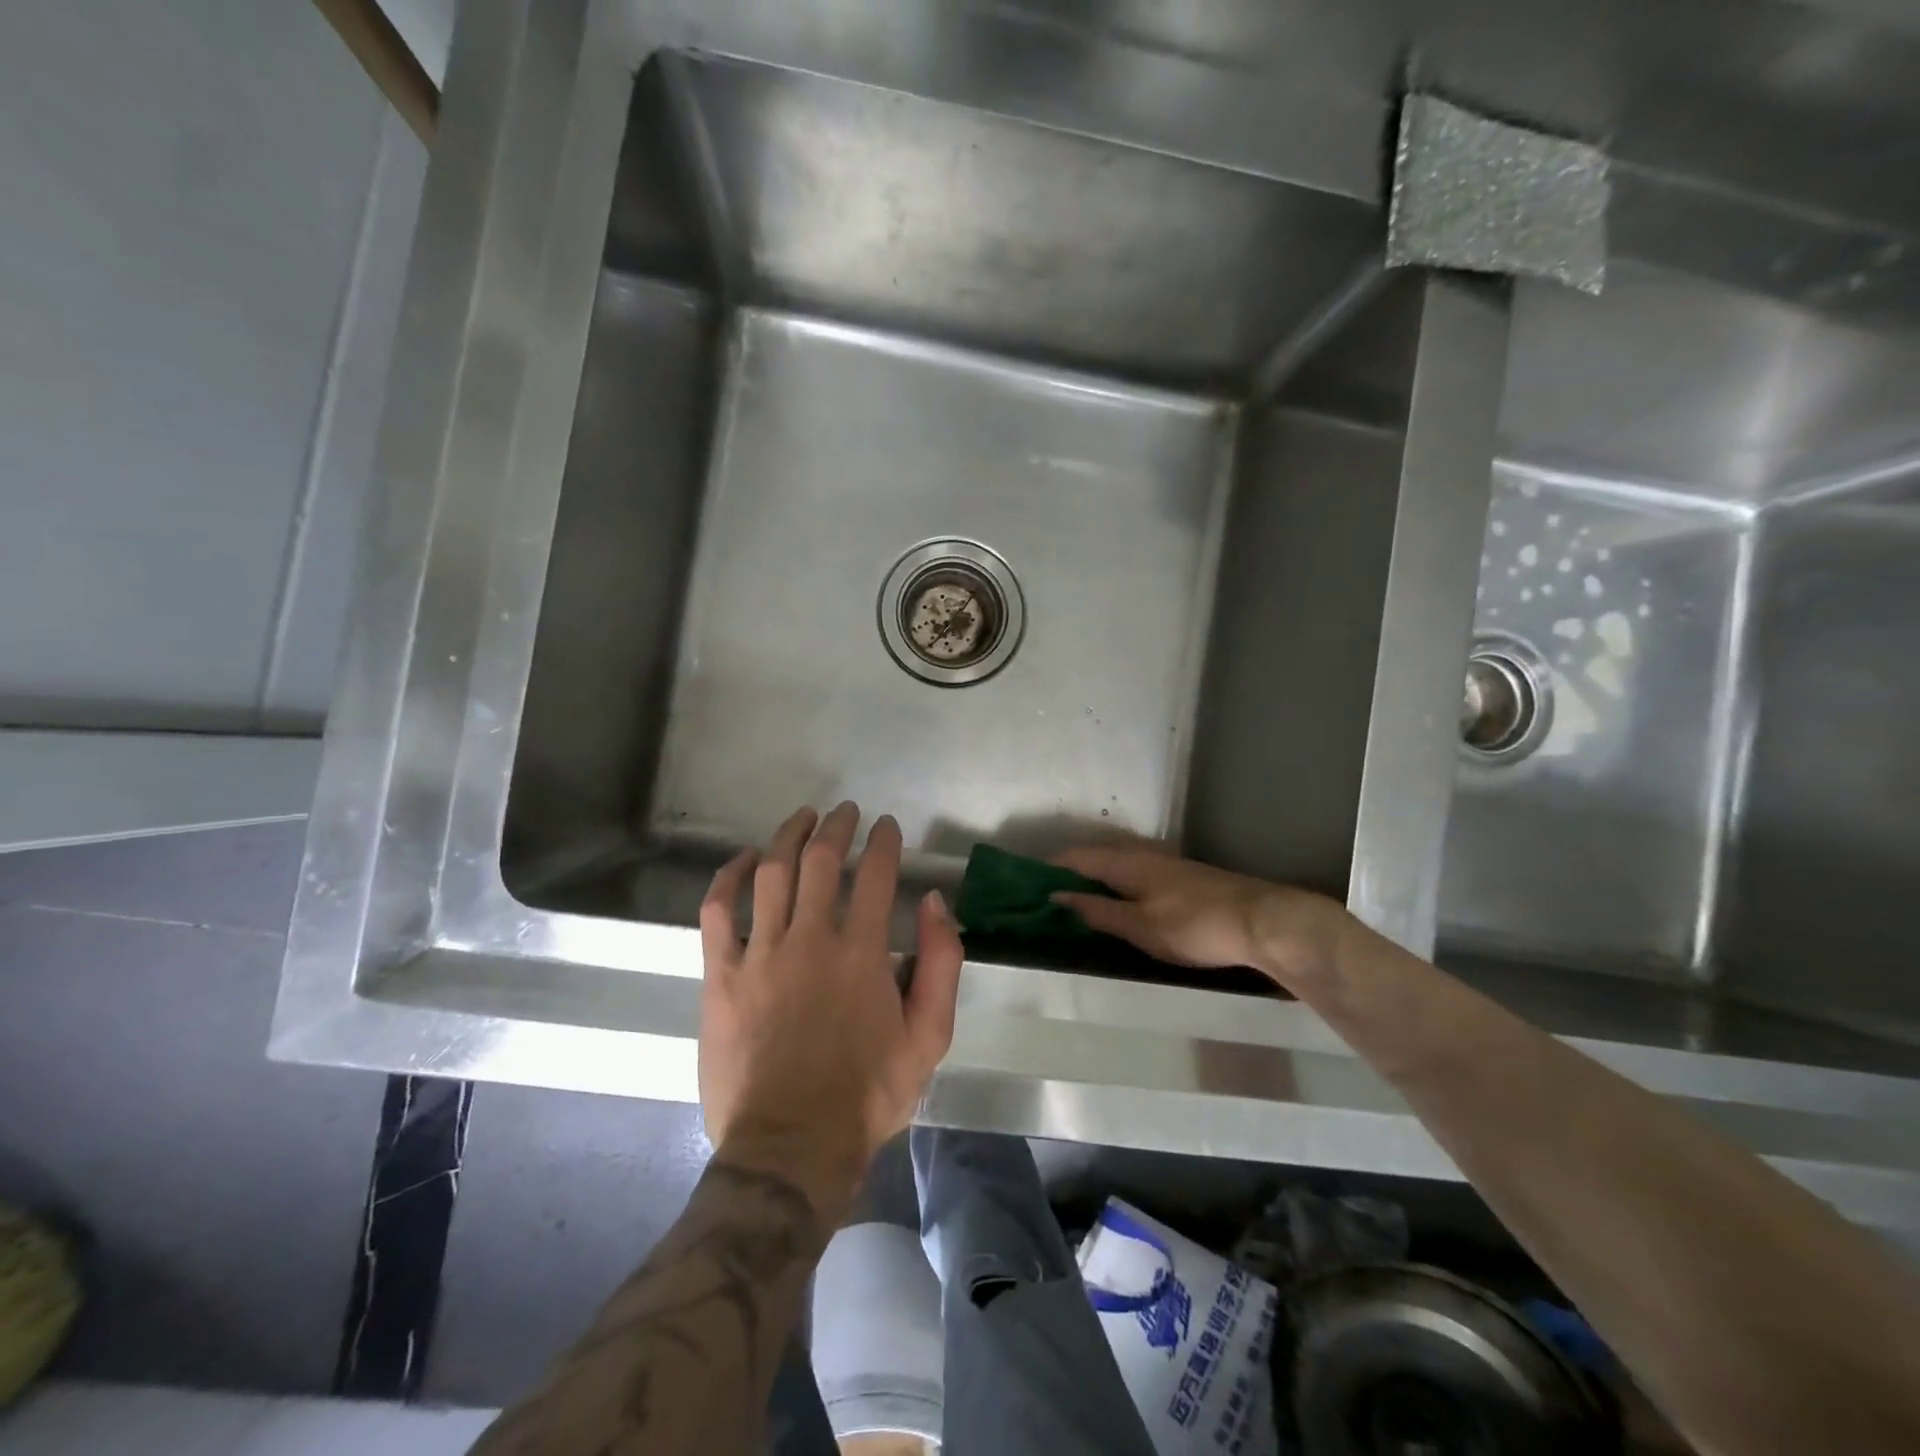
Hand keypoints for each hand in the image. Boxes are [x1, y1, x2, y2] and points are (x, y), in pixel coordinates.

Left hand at [698, 803, 962, 1216]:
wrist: (790, 1146)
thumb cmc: (866, 1094)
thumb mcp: (929, 1038)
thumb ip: (941, 964)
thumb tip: (935, 903)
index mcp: (862, 952)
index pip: (876, 874)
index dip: (884, 842)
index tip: (887, 827)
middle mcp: (810, 939)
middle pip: (821, 861)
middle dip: (837, 827)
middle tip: (845, 813)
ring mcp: (760, 953)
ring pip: (772, 873)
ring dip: (789, 836)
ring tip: (803, 818)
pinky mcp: (720, 975)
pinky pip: (717, 911)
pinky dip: (729, 877)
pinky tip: (745, 860)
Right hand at [1050, 841, 1347, 992]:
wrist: (1262, 922)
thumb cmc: (1194, 925)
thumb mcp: (1139, 925)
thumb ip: (1097, 910)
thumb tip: (1056, 895)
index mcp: (1124, 861)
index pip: (1074, 856)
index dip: (1047, 868)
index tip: (1022, 883)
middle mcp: (1140, 854)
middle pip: (1092, 857)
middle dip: (1066, 874)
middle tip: (1042, 898)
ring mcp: (1162, 864)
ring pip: (1113, 866)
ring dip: (1090, 880)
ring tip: (1071, 904)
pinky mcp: (1179, 879)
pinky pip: (1131, 876)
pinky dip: (1112, 887)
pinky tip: (1114, 905)